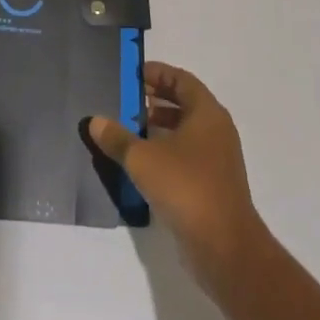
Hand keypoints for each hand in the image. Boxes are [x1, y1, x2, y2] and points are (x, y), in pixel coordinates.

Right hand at [89, 62, 267, 294]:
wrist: (224, 246)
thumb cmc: (185, 187)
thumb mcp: (143, 159)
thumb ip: (118, 138)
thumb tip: (95, 121)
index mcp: (207, 113)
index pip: (181, 80)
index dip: (158, 73)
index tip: (133, 74)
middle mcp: (216, 130)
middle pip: (185, 103)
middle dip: (156, 99)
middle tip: (126, 99)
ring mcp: (217, 159)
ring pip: (186, 131)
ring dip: (159, 126)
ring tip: (129, 129)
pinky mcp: (212, 184)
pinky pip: (187, 155)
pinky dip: (166, 150)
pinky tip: (142, 162)